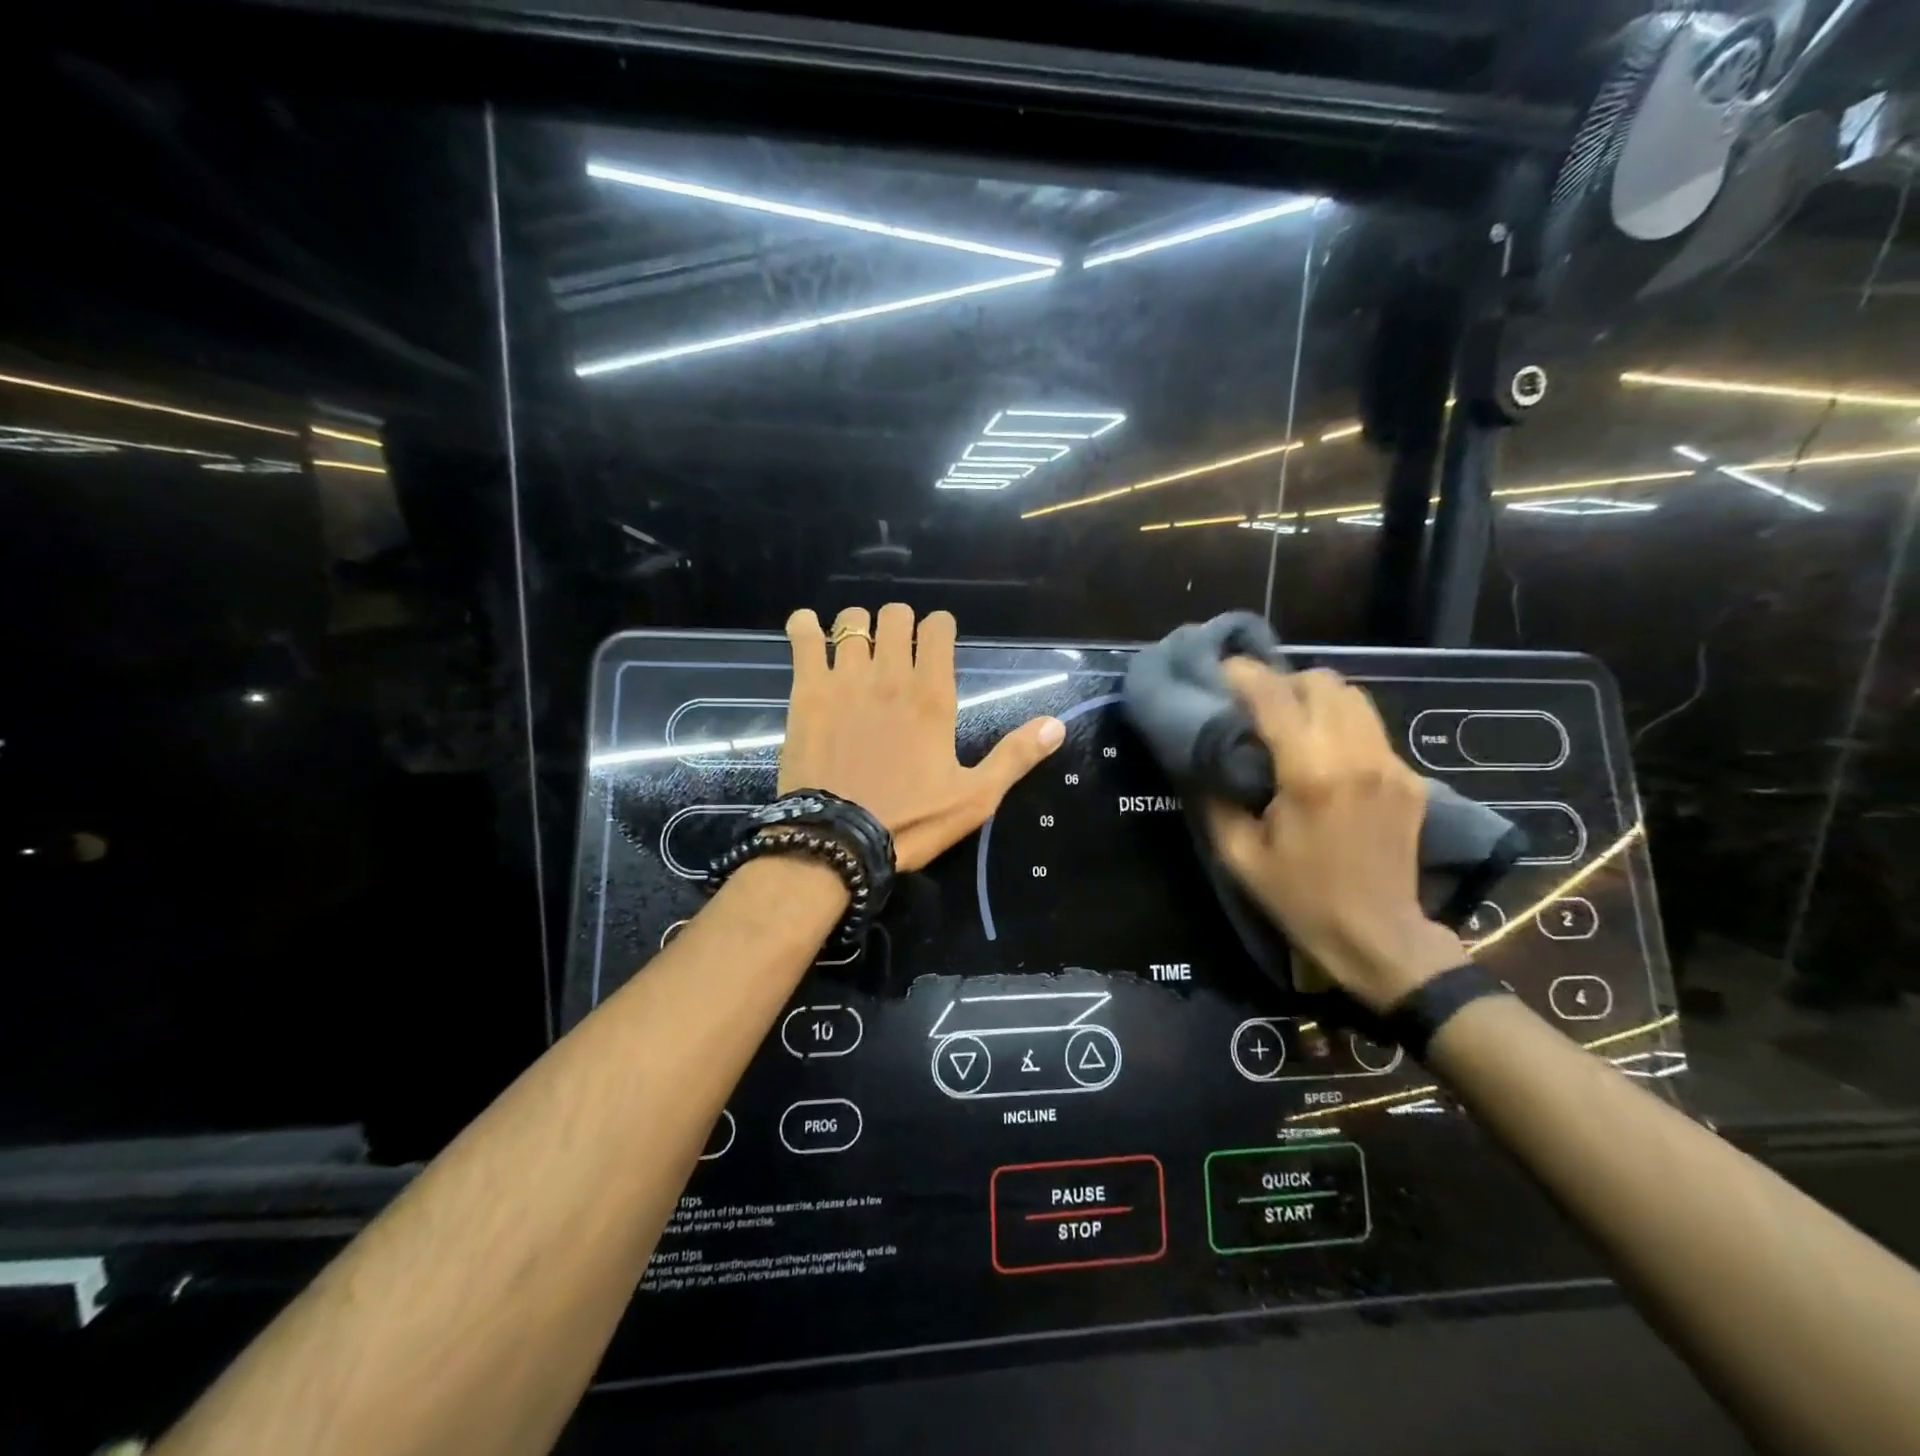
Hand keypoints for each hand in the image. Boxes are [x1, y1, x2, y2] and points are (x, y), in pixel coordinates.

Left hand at [780, 604, 1064, 871]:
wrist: (837, 842)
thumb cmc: (910, 822)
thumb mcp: (974, 798)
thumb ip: (1015, 756)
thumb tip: (1056, 725)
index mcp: (933, 696)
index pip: (938, 627)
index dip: (939, 628)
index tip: (936, 645)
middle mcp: (891, 675)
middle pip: (895, 615)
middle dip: (900, 625)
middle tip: (897, 652)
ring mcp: (845, 679)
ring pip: (853, 620)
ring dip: (859, 627)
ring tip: (857, 650)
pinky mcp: (807, 691)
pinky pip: (803, 636)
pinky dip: (805, 626)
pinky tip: (808, 631)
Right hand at [1205, 660, 1463, 1010]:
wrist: (1379, 938)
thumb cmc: (1300, 899)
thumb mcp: (1239, 855)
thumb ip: (1215, 799)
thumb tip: (1200, 760)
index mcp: (1309, 775)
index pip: (1275, 697)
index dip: (1244, 675)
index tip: (1220, 671)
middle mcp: (1356, 757)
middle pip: (1322, 682)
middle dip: (1283, 682)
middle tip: (1255, 706)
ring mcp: (1390, 765)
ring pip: (1353, 697)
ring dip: (1315, 698)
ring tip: (1289, 722)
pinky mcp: (1409, 779)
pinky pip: (1370, 729)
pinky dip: (1340, 725)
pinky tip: (1322, 756)